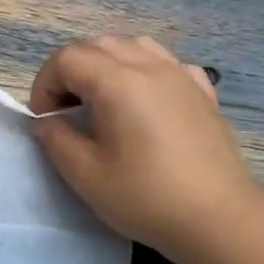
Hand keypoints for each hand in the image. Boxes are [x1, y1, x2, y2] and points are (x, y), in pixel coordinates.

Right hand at [30, 35, 251, 261]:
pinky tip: (146, 102)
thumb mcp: (87, 176)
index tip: (45, 120)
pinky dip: (146, 72)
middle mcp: (150, 67)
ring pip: (135, 46)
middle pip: (99, 45)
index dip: (46, 84)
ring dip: (107, 64)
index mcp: (118, 83)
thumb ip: (57, 141)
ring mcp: (181, 76)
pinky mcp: (203, 93)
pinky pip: (168, 64)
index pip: (67, 59)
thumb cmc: (146, 198)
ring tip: (102, 101)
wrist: (218, 218)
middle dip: (72, 71)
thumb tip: (46, 123)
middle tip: (66, 111)